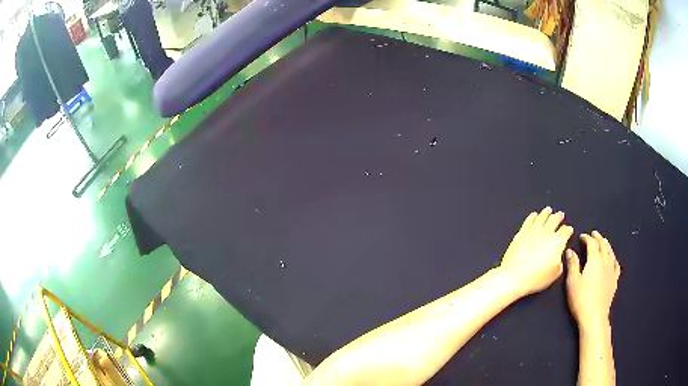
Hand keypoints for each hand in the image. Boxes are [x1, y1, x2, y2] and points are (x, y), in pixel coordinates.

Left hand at [499, 207, 573, 295]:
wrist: (514, 276)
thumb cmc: (536, 278)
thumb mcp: (555, 273)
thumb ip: (560, 261)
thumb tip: (559, 255)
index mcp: (557, 242)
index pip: (565, 231)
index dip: (568, 230)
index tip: (569, 230)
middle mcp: (546, 232)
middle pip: (554, 220)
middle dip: (559, 217)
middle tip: (561, 214)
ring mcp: (533, 231)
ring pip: (542, 217)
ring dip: (546, 213)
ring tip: (548, 210)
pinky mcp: (521, 232)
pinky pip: (529, 220)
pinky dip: (533, 216)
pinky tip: (534, 215)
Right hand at [565, 231, 620, 329]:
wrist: (594, 316)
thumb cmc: (581, 299)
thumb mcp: (572, 282)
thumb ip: (572, 264)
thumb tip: (570, 251)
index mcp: (594, 260)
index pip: (592, 243)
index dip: (586, 238)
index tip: (581, 236)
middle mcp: (605, 261)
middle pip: (603, 245)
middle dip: (598, 238)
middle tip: (593, 234)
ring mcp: (611, 271)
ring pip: (611, 252)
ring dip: (606, 245)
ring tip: (603, 242)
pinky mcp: (614, 280)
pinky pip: (616, 265)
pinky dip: (614, 258)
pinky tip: (612, 259)